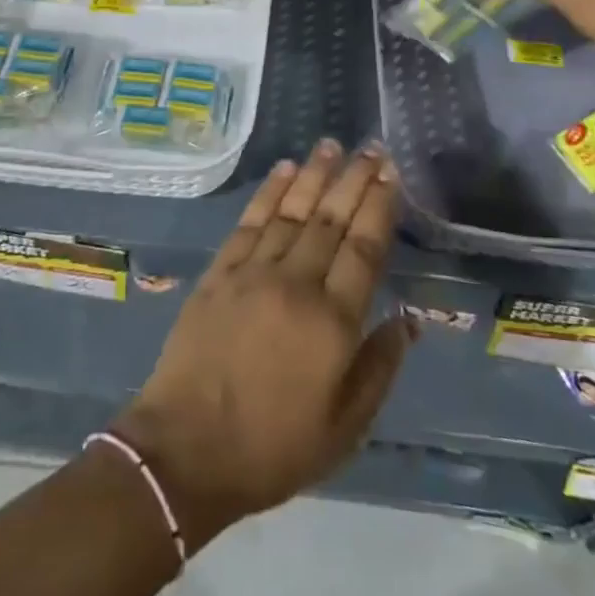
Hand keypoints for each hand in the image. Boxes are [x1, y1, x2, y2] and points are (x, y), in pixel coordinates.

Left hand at [110, 141, 413, 550]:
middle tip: (371, 146)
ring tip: (332, 144)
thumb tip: (409, 319)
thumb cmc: (272, 448)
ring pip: (292, 210)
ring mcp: (254, 272)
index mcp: (332, 322)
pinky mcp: (220, 271)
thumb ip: (379, 368)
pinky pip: (250, 221)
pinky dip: (269, 191)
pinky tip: (284, 170)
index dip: (379, 206)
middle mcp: (296, 283)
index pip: (364, 247)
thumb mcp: (343, 430)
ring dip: (314, 173)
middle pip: (331, 219)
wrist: (185, 451)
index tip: (390, 173)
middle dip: (354, 178)